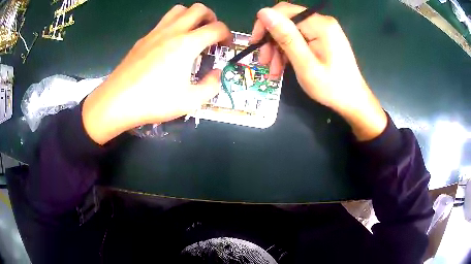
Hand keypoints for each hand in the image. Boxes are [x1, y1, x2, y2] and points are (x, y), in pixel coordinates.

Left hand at [83, 4, 231, 144]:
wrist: (117, 101)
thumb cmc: (154, 101)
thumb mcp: (190, 101)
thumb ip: (211, 86)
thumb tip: (216, 73)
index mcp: (187, 44)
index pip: (216, 27)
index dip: (227, 34)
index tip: (225, 45)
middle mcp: (173, 31)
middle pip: (198, 9)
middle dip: (211, 17)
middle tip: (211, 32)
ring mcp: (155, 33)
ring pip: (179, 10)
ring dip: (191, 16)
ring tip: (192, 33)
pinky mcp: (143, 39)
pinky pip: (163, 22)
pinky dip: (173, 25)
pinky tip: (169, 44)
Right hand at [251, 2, 386, 140]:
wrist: (353, 101)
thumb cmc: (331, 87)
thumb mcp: (305, 63)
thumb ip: (285, 36)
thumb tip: (263, 12)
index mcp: (320, 24)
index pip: (284, 12)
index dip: (265, 25)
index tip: (255, 44)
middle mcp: (321, 22)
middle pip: (286, 22)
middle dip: (271, 41)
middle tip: (264, 62)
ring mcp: (323, 30)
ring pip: (290, 32)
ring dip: (278, 49)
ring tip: (273, 71)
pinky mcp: (322, 39)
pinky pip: (299, 39)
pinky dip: (288, 52)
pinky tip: (282, 68)